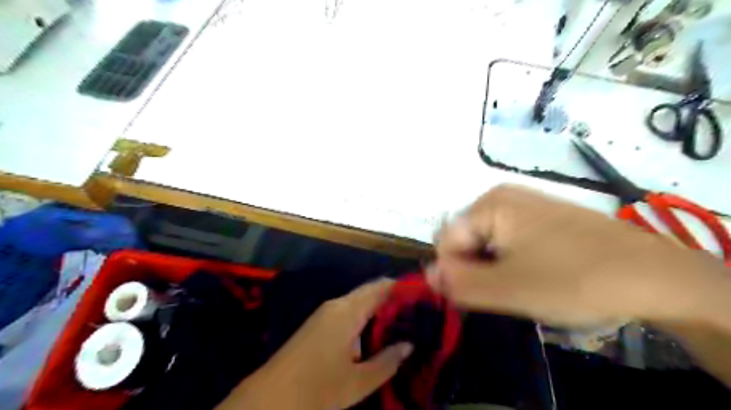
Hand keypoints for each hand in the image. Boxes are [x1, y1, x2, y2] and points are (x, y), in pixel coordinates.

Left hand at [214, 279, 409, 409]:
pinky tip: (377, 336)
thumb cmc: (316, 389)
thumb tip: (409, 345)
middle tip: (418, 314)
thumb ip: (387, 361)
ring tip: (403, 325)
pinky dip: (366, 320)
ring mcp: (325, 313)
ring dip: (380, 312)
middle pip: (371, 293)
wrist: (268, 398)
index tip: (423, 296)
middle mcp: (337, 305)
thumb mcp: (358, 381)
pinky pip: (349, 313)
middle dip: (394, 301)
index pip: (380, 287)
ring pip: (360, 303)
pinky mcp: (319, 324)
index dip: (402, 288)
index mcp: (347, 310)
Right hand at [429, 186, 730, 326]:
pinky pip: (510, 242)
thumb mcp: (508, 288)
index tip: (482, 295)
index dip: (457, 272)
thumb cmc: (574, 278)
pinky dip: (513, 263)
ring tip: (525, 286)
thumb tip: (428, 275)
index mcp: (489, 204)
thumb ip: (459, 283)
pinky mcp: (542, 219)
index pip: (446, 242)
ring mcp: (525, 206)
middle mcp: (502, 197)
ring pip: (488, 244)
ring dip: (495, 270)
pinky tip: (539, 275)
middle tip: (507, 292)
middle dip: (478, 270)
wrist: (655, 276)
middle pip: (467, 240)